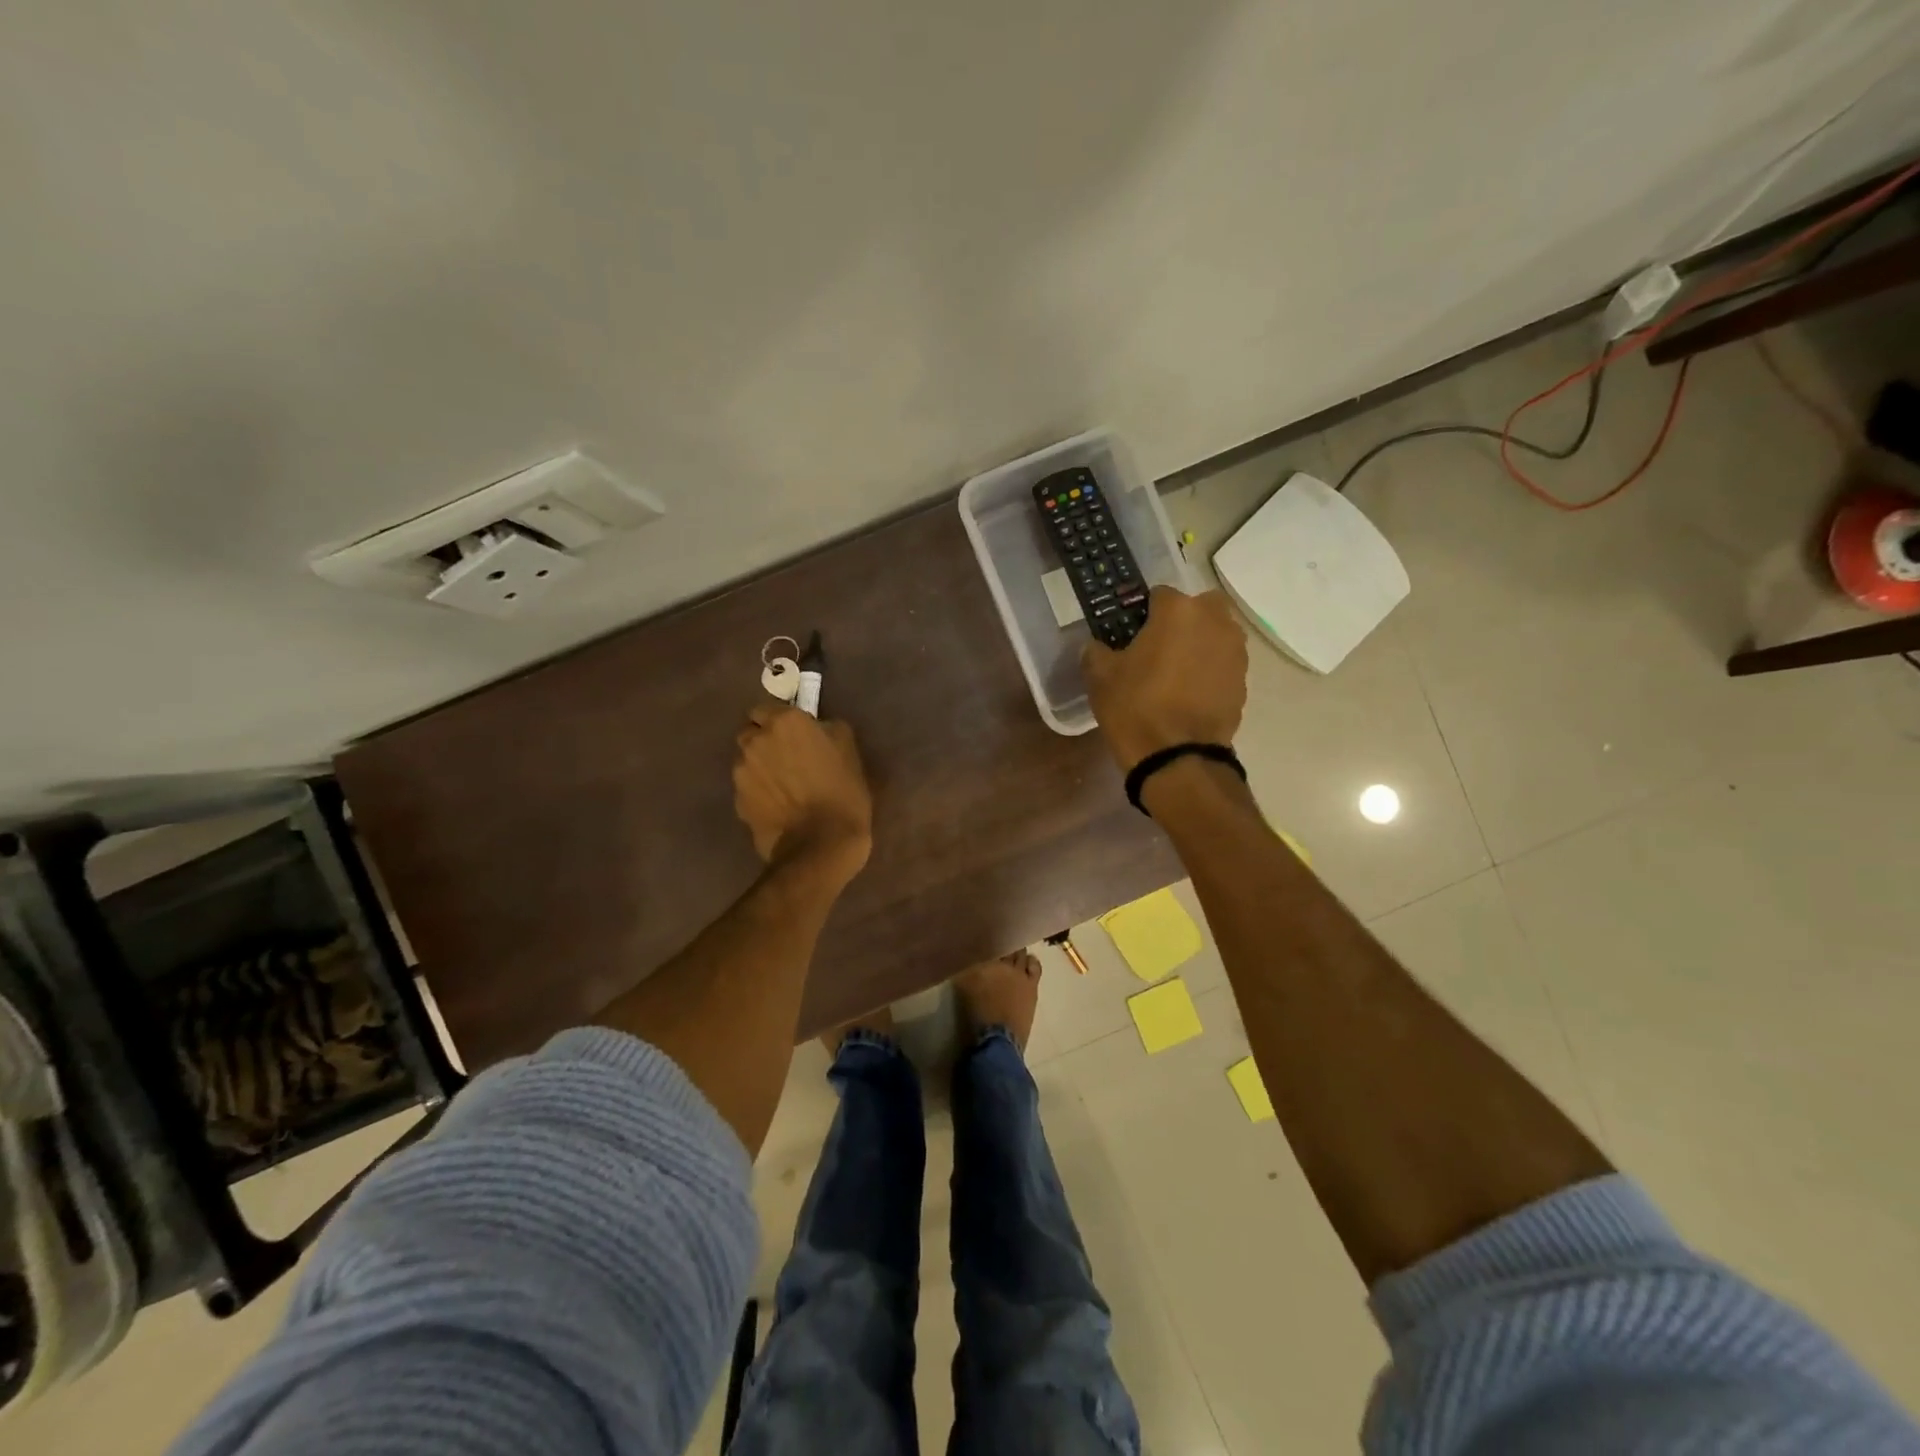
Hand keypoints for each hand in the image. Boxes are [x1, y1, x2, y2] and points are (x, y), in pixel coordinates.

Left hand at [733, 704, 872, 880]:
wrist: (819, 846)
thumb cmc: (842, 792)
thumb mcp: (849, 750)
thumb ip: (826, 729)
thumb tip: (816, 727)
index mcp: (784, 722)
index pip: (766, 708)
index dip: (779, 720)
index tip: (796, 735)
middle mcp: (756, 741)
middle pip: (750, 731)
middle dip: (763, 740)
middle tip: (787, 757)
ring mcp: (741, 773)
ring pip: (745, 760)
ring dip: (759, 766)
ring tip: (782, 786)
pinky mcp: (738, 801)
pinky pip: (746, 788)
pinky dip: (758, 792)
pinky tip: (778, 806)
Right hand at [1082, 586, 1247, 771]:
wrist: (1177, 757)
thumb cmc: (1135, 707)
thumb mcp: (1100, 677)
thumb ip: (1096, 651)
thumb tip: (1097, 646)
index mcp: (1178, 610)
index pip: (1158, 595)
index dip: (1142, 612)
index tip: (1131, 633)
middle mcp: (1214, 621)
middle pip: (1198, 607)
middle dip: (1182, 620)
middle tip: (1158, 647)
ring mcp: (1235, 651)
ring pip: (1216, 634)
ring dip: (1199, 644)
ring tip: (1176, 672)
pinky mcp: (1243, 681)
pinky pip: (1223, 663)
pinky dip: (1210, 671)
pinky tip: (1190, 694)